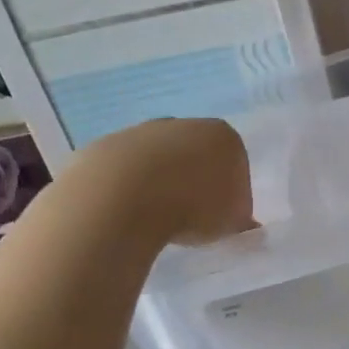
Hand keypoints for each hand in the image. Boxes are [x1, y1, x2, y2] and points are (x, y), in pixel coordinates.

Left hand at [73, 118, 254, 246]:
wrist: (122, 199)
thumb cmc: (193, 207)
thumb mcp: (232, 223)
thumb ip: (240, 219)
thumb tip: (242, 222)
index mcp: (223, 136)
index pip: (236, 163)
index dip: (232, 192)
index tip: (223, 217)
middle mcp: (184, 124)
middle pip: (196, 154)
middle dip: (195, 181)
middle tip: (192, 217)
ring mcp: (142, 131)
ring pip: (158, 160)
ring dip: (160, 183)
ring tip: (156, 219)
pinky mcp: (106, 145)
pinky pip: (125, 171)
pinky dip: (129, 189)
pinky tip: (128, 213)